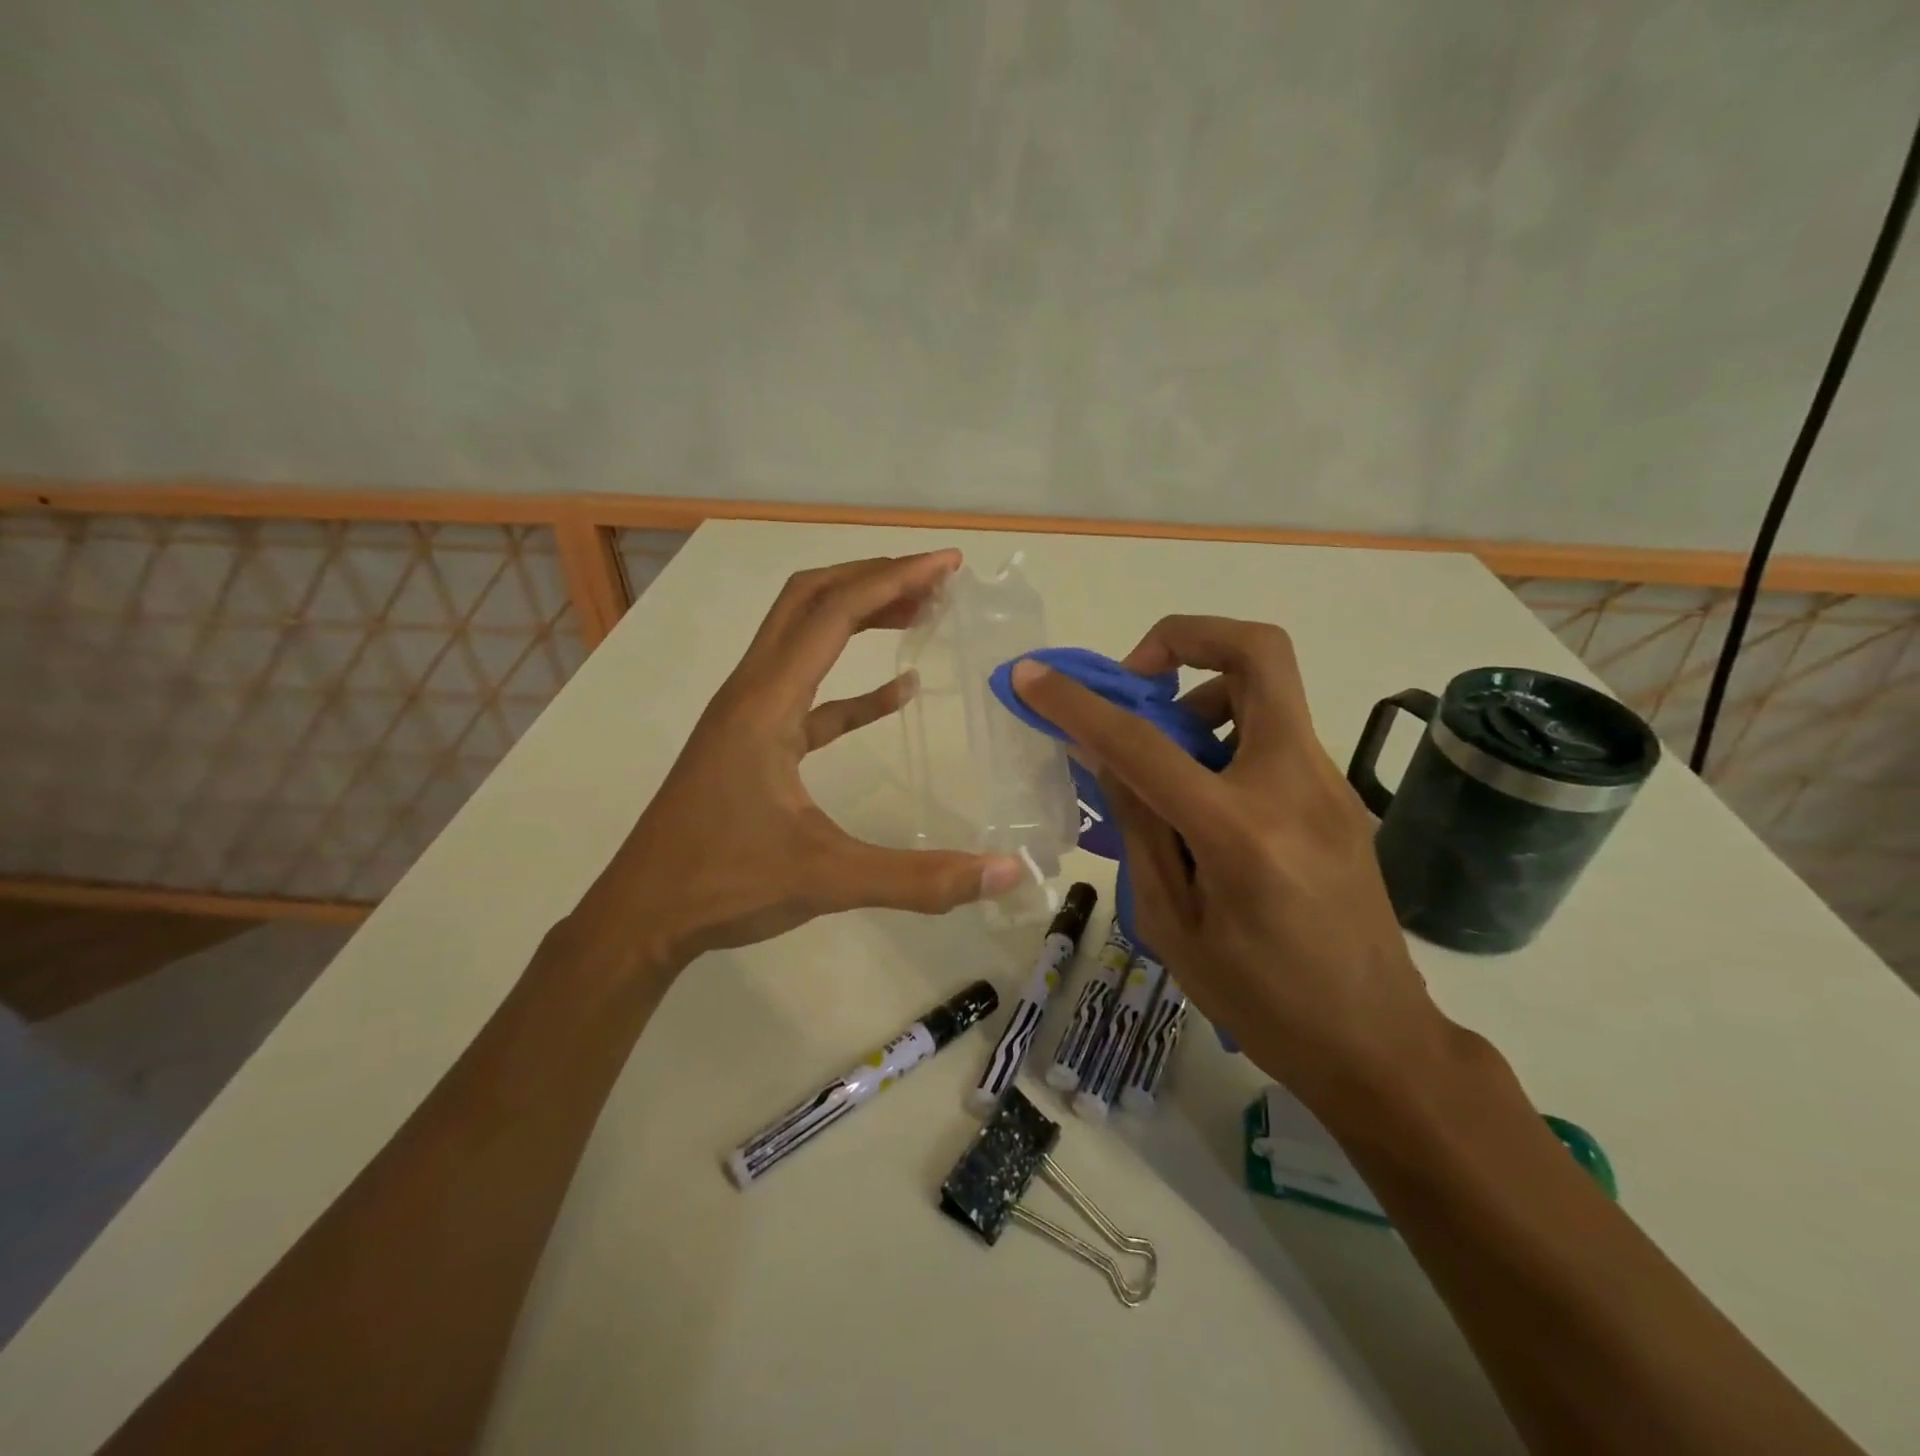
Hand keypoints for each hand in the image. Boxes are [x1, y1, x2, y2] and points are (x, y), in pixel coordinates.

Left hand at [603, 551, 1026, 971]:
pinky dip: (852, 684)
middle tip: (937, 581)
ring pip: (803, 638)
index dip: (893, 578)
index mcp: (767, 702)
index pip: (833, 612)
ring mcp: (748, 716)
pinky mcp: (752, 744)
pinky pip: (808, 694)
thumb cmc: (724, 885)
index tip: (947, 565)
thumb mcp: (828, 879)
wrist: (641, 916)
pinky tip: (895, 694)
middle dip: (874, 579)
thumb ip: (919, 879)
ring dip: (859, 617)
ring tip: (919, 615)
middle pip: (810, 600)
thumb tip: (1008, 873)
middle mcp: (752, 692)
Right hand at [1011, 616, 1450, 1098]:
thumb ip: (1139, 827)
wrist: (1379, 1044)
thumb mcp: (1173, 926)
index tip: (1034, 677)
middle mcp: (1294, 785)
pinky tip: (1201, 797)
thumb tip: (1104, 755)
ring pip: (1266, 689)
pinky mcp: (1341, 795)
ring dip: (1203, 696)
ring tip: (1165, 760)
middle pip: (1258, 653)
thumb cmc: (1262, 1003)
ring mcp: (1329, 784)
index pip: (1143, 744)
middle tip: (1138, 680)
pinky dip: (1225, 735)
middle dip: (1186, 637)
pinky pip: (1274, 733)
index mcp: (1240, 832)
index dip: (1079, 704)